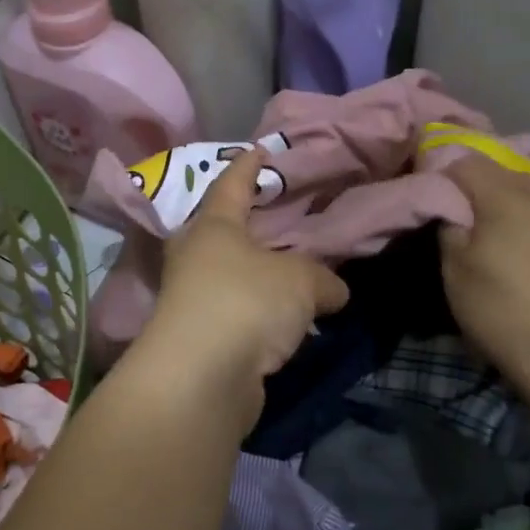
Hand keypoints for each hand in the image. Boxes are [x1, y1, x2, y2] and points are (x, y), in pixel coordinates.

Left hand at [137, 147, 349, 422]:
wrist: (201, 378)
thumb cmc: (246, 302)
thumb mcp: (300, 281)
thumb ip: (323, 279)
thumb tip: (336, 292)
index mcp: (214, 227)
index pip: (232, 185)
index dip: (248, 166)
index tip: (260, 150)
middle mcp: (196, 258)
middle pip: (223, 232)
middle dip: (249, 225)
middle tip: (280, 218)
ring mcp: (193, 300)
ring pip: (232, 277)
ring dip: (258, 276)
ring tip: (294, 273)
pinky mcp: (201, 340)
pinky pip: (239, 315)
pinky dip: (260, 314)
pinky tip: (286, 322)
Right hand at [440, 154, 529, 392]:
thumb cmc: (500, 307)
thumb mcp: (455, 268)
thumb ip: (450, 226)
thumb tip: (454, 211)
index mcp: (506, 197)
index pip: (467, 163)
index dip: (444, 176)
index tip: (431, 200)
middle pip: (501, 175)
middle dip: (476, 188)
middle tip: (456, 218)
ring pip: (528, 195)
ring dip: (505, 206)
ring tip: (489, 235)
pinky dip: (528, 225)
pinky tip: (521, 253)